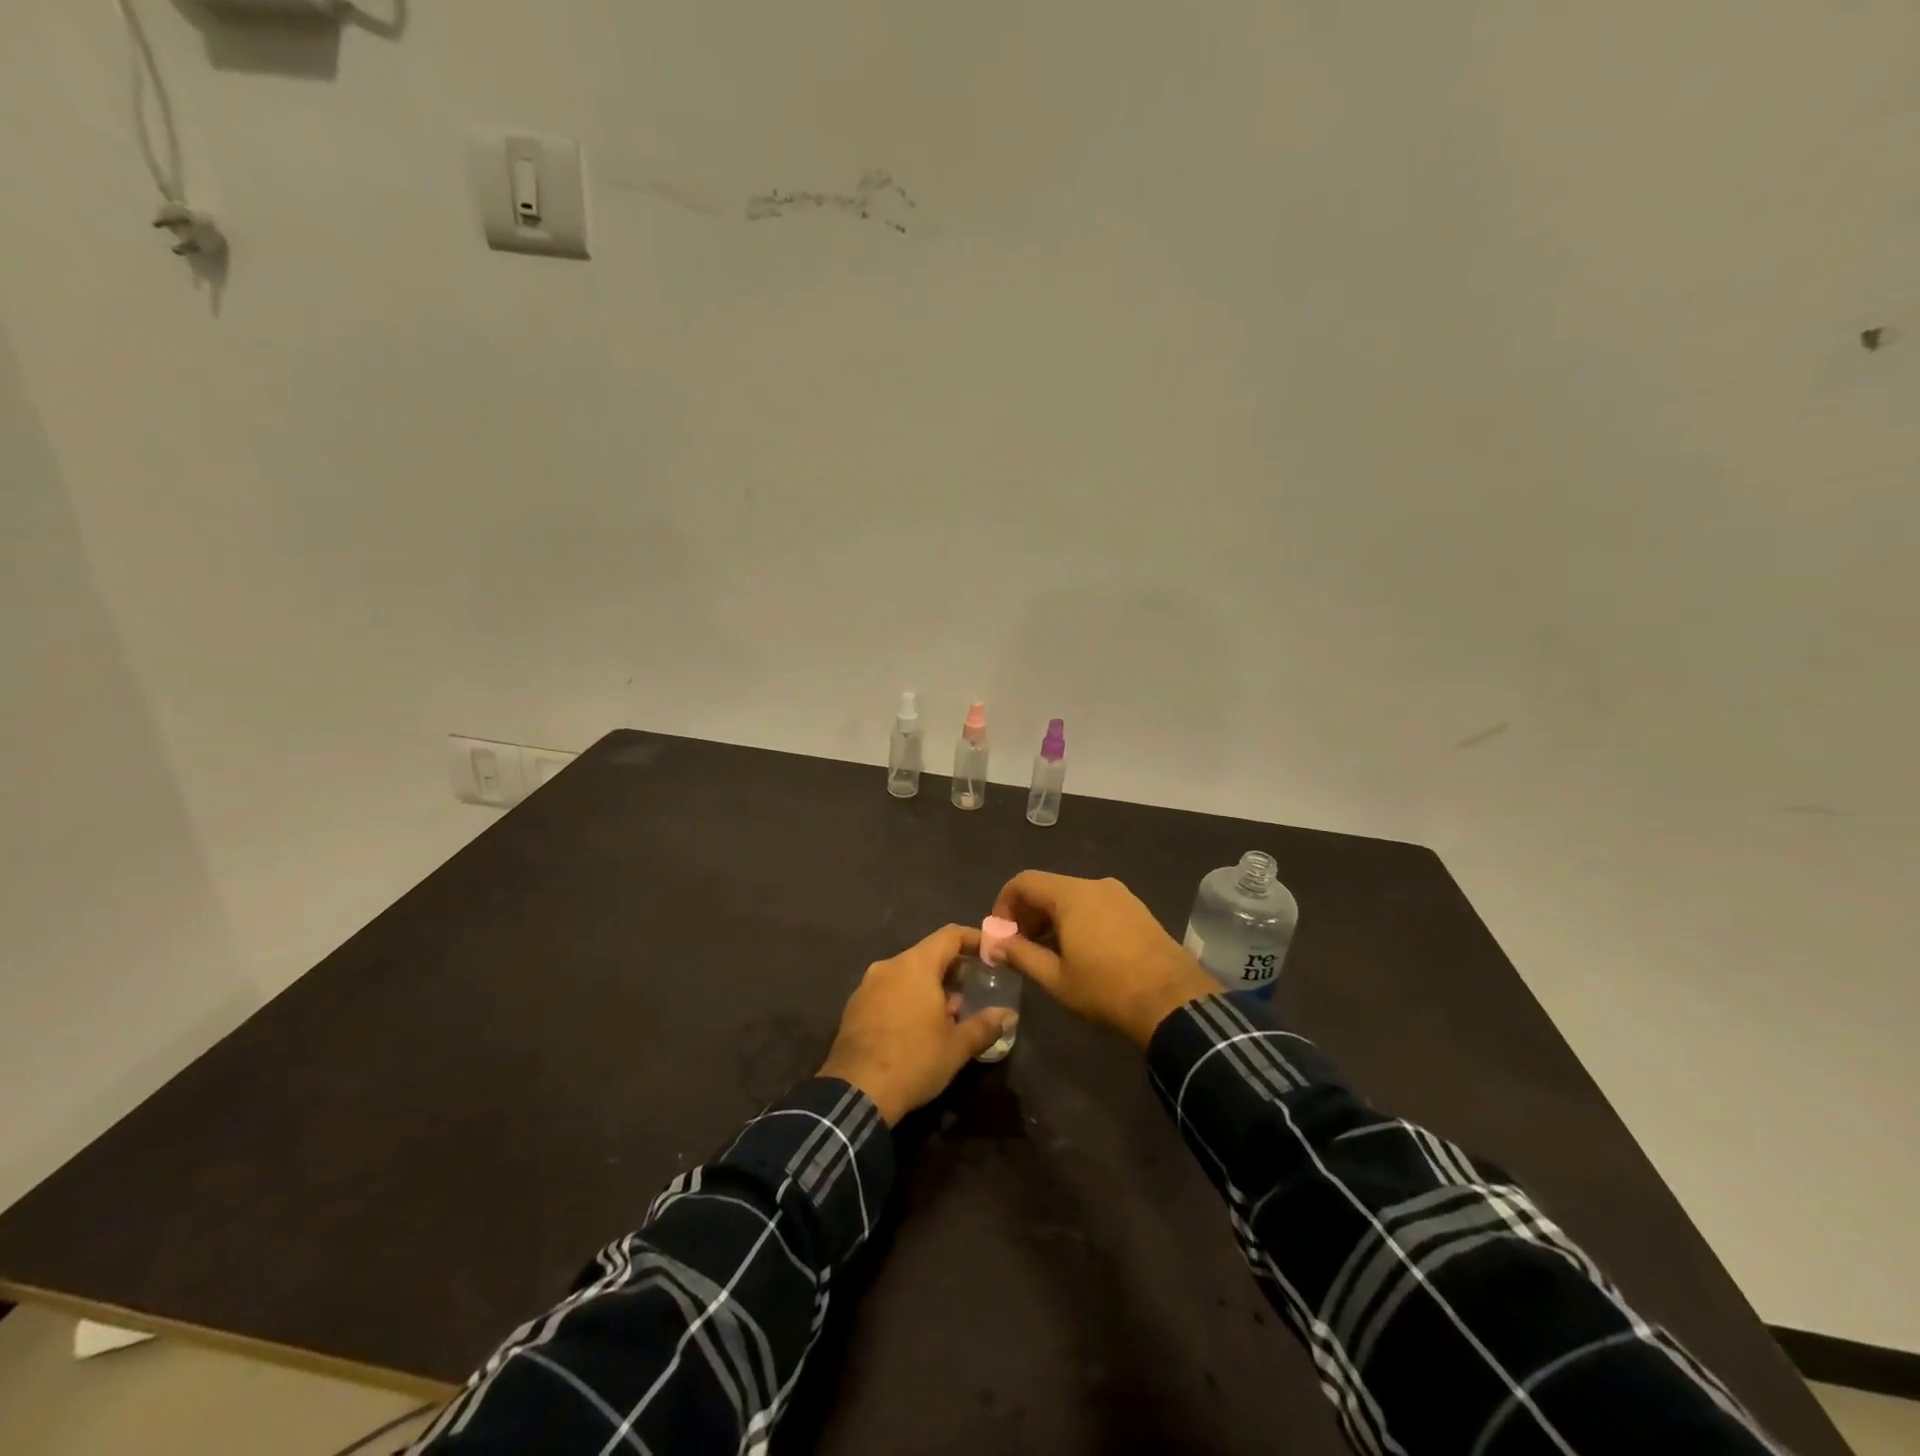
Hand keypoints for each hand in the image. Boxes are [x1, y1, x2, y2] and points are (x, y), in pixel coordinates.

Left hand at [818, 924, 1015, 1124]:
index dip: (974, 939)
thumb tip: (1009, 1015)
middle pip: (927, 954)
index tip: (991, 952)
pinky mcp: (854, 1006)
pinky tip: (916, 1028)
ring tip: (947, 1014)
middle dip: (952, 969)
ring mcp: (867, 985)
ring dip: (929, 987)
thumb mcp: (957, 1046)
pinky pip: (887, 991)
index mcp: (916, 965)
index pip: (950, 936)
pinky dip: (906, 999)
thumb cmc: (913, 1060)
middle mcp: (889, 965)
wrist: (856, 1091)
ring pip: (906, 974)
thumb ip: (985, 1025)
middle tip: (973, 989)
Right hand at [992, 872, 1219, 1047]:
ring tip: (1049, 954)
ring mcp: (1121, 895)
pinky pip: (1096, 905)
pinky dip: (1078, 920)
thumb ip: (1021, 955)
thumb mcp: (1056, 978)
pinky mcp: (1138, 910)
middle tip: (1021, 948)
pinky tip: (1081, 952)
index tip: (1001, 934)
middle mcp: (1095, 885)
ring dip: (1053, 919)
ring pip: (1073, 897)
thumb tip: (995, 944)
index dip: (1004, 904)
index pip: (1025, 882)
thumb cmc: (1106, 989)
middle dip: (1028, 914)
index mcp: (1071, 895)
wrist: (1173, 1002)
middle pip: (1049, 888)